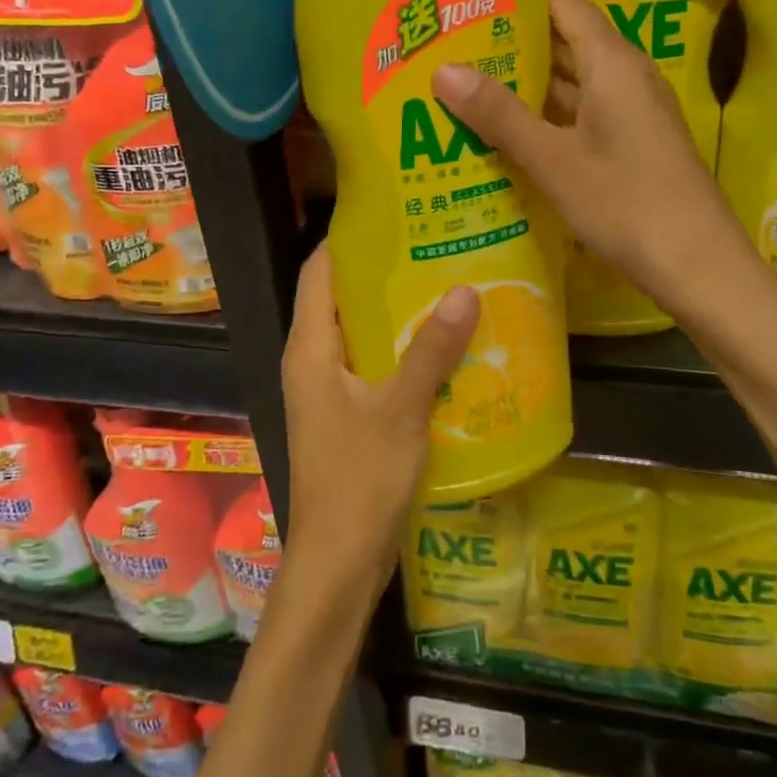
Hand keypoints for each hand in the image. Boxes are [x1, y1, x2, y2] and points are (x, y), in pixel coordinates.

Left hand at [280, 243, 477, 591]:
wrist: (339, 565)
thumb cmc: (359, 482)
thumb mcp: (401, 410)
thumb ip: (432, 350)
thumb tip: (465, 288)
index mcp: (311, 348)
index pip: (320, 269)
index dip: (349, 236)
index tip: (394, 211)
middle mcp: (313, 360)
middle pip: (342, 295)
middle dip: (384, 268)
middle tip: (435, 241)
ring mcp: (330, 389)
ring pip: (361, 330)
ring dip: (397, 308)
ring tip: (447, 280)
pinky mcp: (348, 413)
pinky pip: (374, 362)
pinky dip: (402, 345)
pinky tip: (444, 342)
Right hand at [431, 0, 753, 321]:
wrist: (699, 266)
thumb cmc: (626, 203)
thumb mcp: (554, 160)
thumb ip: (499, 114)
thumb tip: (443, 69)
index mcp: (613, 63)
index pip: (564, 4)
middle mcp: (626, 76)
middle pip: (566, 41)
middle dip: (514, 39)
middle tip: (454, 41)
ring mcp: (632, 112)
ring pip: (573, 82)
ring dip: (527, 81)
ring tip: (468, 79)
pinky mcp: (632, 143)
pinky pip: (581, 113)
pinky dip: (546, 115)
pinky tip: (507, 129)